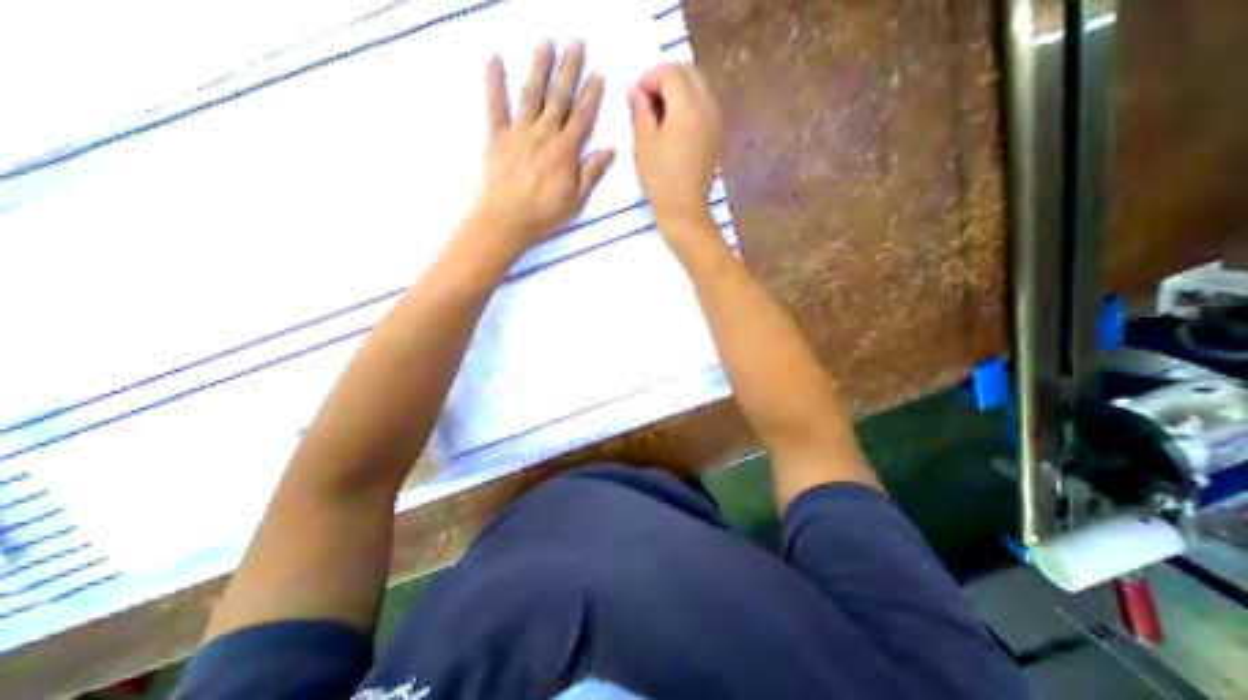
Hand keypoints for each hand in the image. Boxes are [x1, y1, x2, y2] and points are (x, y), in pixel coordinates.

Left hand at [471, 40, 614, 256]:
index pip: (582, 117)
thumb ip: (591, 173)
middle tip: (576, 44)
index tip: (598, 74)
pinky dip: (494, 82)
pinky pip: (495, 105)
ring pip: (532, 94)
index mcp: (566, 151)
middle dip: (570, 69)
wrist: (507, 220)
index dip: (591, 95)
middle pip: (559, 97)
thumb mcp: (576, 200)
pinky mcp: (496, 136)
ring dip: (540, 67)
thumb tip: (609, 150)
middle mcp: (544, 134)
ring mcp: (519, 132)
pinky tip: (495, 59)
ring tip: (547, 44)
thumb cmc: (545, 215)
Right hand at [629, 63, 728, 232]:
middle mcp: (707, 105)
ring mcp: (715, 119)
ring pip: (697, 86)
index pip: (670, 72)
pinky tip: (674, 125)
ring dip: (677, 90)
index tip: (636, 96)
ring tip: (658, 114)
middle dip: (665, 78)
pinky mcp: (716, 133)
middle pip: (688, 72)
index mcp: (688, 106)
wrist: (684, 209)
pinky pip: (703, 104)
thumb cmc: (660, 178)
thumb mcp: (644, 143)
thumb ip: (640, 110)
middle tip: (646, 101)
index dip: (649, 78)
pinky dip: (688, 103)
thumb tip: (634, 88)